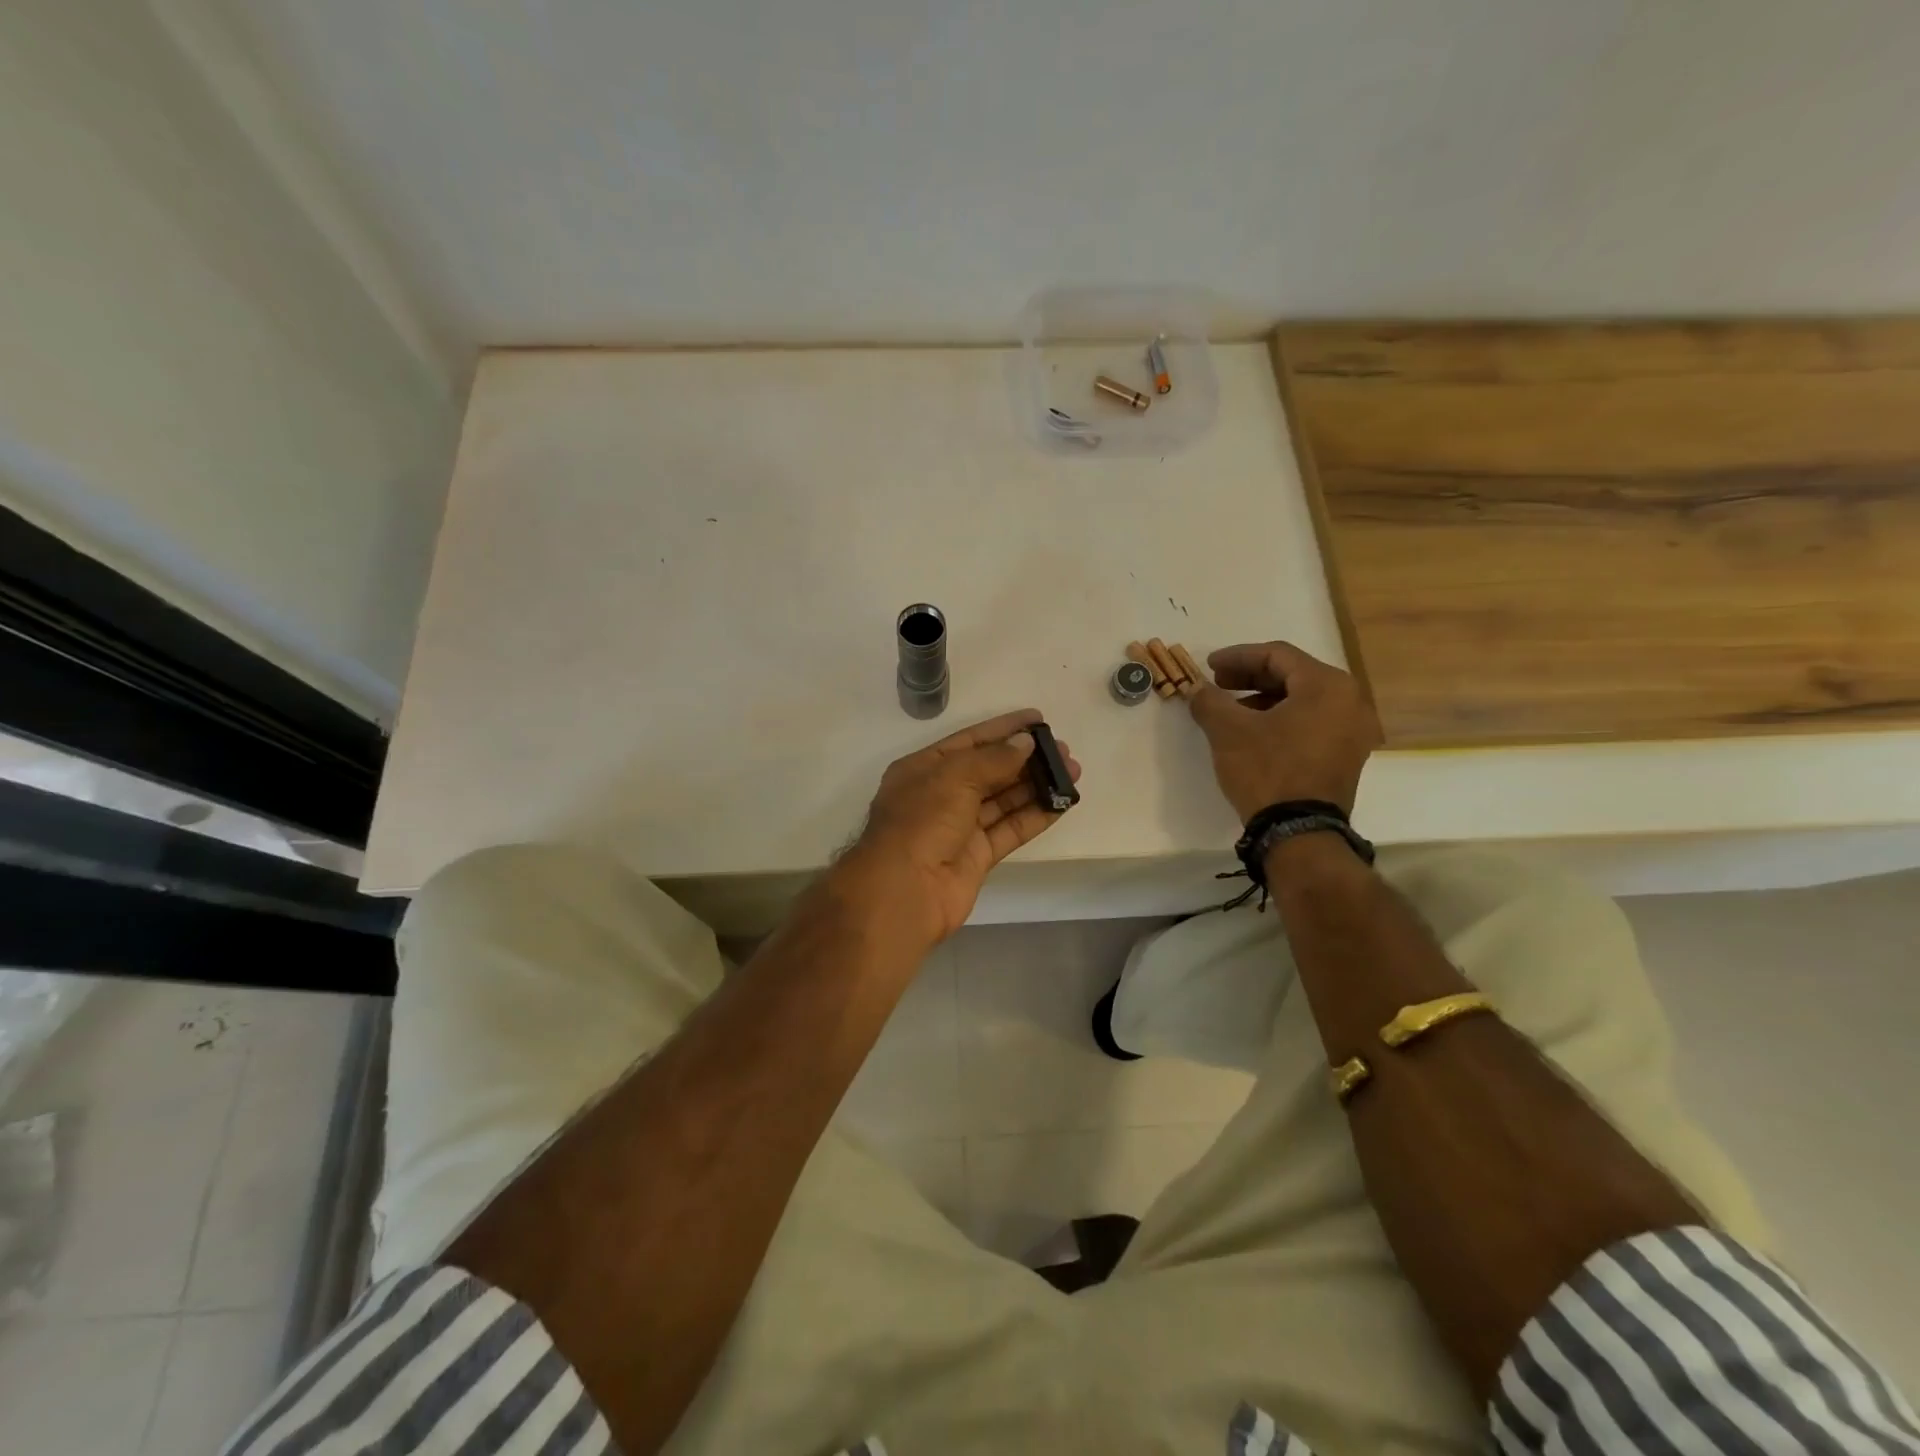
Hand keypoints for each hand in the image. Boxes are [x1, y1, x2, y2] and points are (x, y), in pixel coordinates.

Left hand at [840, 709, 1081, 946]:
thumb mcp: (954, 777)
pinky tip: (1062, 803)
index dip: (1003, 729)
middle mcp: (941, 795)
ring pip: (1004, 800)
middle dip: (1026, 759)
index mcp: (923, 769)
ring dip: (1037, 785)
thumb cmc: (921, 821)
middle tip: (1064, 750)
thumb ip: (994, 758)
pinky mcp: (978, 856)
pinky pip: (1010, 829)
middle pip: (990, 770)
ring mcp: (960, 828)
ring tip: (1072, 772)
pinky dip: (1036, 815)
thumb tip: (1026, 743)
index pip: (969, 741)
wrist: (904, 891)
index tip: (1038, 719)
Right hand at [1188, 642, 1379, 821]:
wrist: (1299, 832)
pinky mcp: (1346, 755)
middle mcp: (1350, 701)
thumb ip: (1209, 701)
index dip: (1238, 656)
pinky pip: (1312, 722)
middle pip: (1293, 674)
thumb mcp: (1228, 731)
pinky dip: (1281, 718)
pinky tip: (1253, 731)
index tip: (1208, 665)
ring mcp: (1353, 731)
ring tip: (1230, 709)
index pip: (1277, 655)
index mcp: (1327, 685)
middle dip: (1250, 677)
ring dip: (1263, 699)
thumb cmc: (1267, 770)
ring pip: (1302, 699)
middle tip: (1218, 684)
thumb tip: (1195, 689)